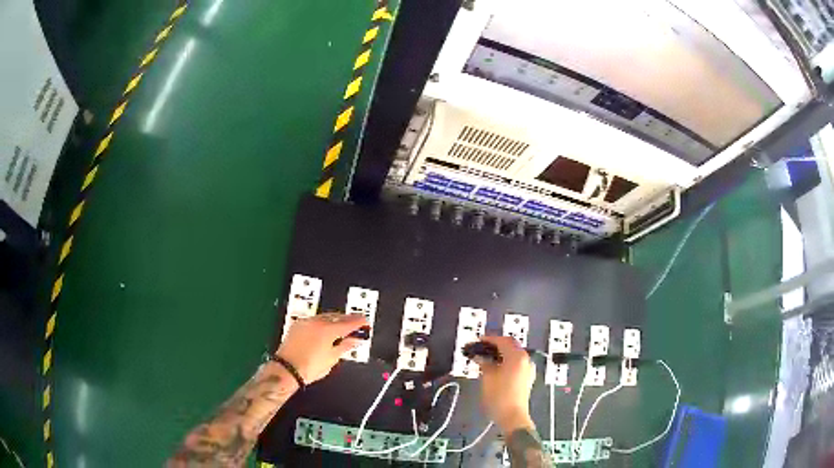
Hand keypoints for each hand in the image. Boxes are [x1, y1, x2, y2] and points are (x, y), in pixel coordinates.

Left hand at [276, 312, 367, 383]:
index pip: (349, 323)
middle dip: (348, 319)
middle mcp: (317, 322)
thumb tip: (354, 340)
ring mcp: (306, 322)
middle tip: (356, 323)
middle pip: (337, 316)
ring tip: (342, 326)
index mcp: (328, 330)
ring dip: (335, 319)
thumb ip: (345, 346)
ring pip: (325, 316)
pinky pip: (314, 319)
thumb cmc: (310, 367)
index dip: (359, 322)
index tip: (365, 323)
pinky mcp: (297, 325)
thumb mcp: (332, 358)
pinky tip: (325, 328)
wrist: (287, 369)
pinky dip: (323, 322)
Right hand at [476, 336, 535, 431]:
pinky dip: (506, 361)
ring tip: (487, 357)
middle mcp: (526, 359)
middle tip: (482, 347)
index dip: (490, 339)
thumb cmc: (499, 396)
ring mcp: (528, 369)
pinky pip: (517, 363)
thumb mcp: (488, 378)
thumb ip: (484, 363)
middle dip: (496, 345)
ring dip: (501, 353)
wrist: (512, 416)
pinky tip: (496, 367)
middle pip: (511, 345)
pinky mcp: (527, 377)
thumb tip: (480, 357)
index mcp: (517, 356)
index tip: (478, 340)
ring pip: (514, 354)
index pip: (503, 341)